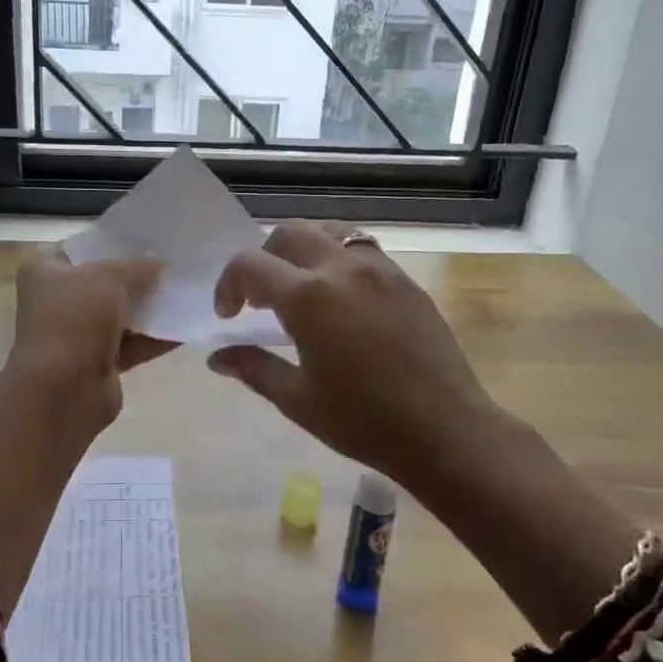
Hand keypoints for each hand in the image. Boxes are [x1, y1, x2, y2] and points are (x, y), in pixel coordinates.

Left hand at [5, 246, 173, 428]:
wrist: (63, 391)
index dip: (116, 243)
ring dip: (151, 307)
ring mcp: (78, 334)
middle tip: (177, 264)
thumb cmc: (75, 320)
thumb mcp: (107, 277)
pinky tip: (187, 325)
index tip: (151, 239)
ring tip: (188, 291)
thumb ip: (136, 266)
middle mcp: (57, 300)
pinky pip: (132, 344)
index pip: (84, 248)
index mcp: (45, 270)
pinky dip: (156, 337)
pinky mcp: (98, 363)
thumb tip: (158, 261)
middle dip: (139, 276)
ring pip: (121, 314)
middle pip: (105, 282)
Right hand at [207, 222, 504, 489]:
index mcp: (307, 297)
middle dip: (263, 259)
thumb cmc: (363, 421)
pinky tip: (340, 297)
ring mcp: (379, 268)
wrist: (445, 430)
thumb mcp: (297, 400)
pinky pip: (362, 248)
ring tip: (300, 287)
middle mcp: (341, 268)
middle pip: (288, 234)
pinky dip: (337, 257)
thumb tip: (217, 358)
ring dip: (302, 250)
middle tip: (261, 300)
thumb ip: (254, 368)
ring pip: (328, 231)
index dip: (228, 285)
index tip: (228, 317)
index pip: (249, 264)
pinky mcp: (405, 279)